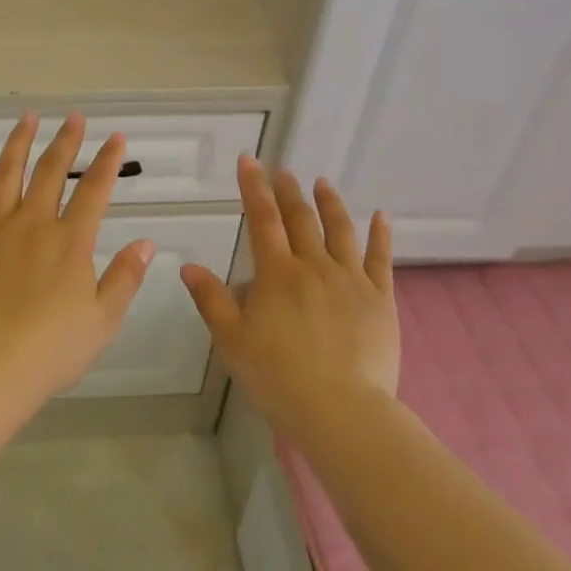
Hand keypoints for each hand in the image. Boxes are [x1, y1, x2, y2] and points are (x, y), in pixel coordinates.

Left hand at [0, 113, 153, 400]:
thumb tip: (146, 243)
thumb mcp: (103, 320)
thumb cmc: (52, 349)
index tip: (117, 137)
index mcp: (71, 241)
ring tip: (28, 117)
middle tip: (75, 117)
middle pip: (51, 171)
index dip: (107, 161)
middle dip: (66, 140)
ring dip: (19, 142)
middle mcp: (34, 224)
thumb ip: (125, 277)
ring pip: (8, 173)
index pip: (94, 190)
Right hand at [181, 157, 399, 439]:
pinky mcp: (380, 299)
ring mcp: (351, 280)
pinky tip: (382, 216)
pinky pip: (381, 258)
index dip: (253, 187)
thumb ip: (211, 300)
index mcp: (277, 274)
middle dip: (288, 190)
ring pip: (340, 230)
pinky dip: (381, 234)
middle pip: (300, 218)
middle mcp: (314, 266)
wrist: (342, 410)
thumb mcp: (231, 341)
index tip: (249, 160)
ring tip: (322, 182)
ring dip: (330, 202)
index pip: (262, 219)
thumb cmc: (278, 377)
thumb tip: (188, 266)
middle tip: (282, 169)